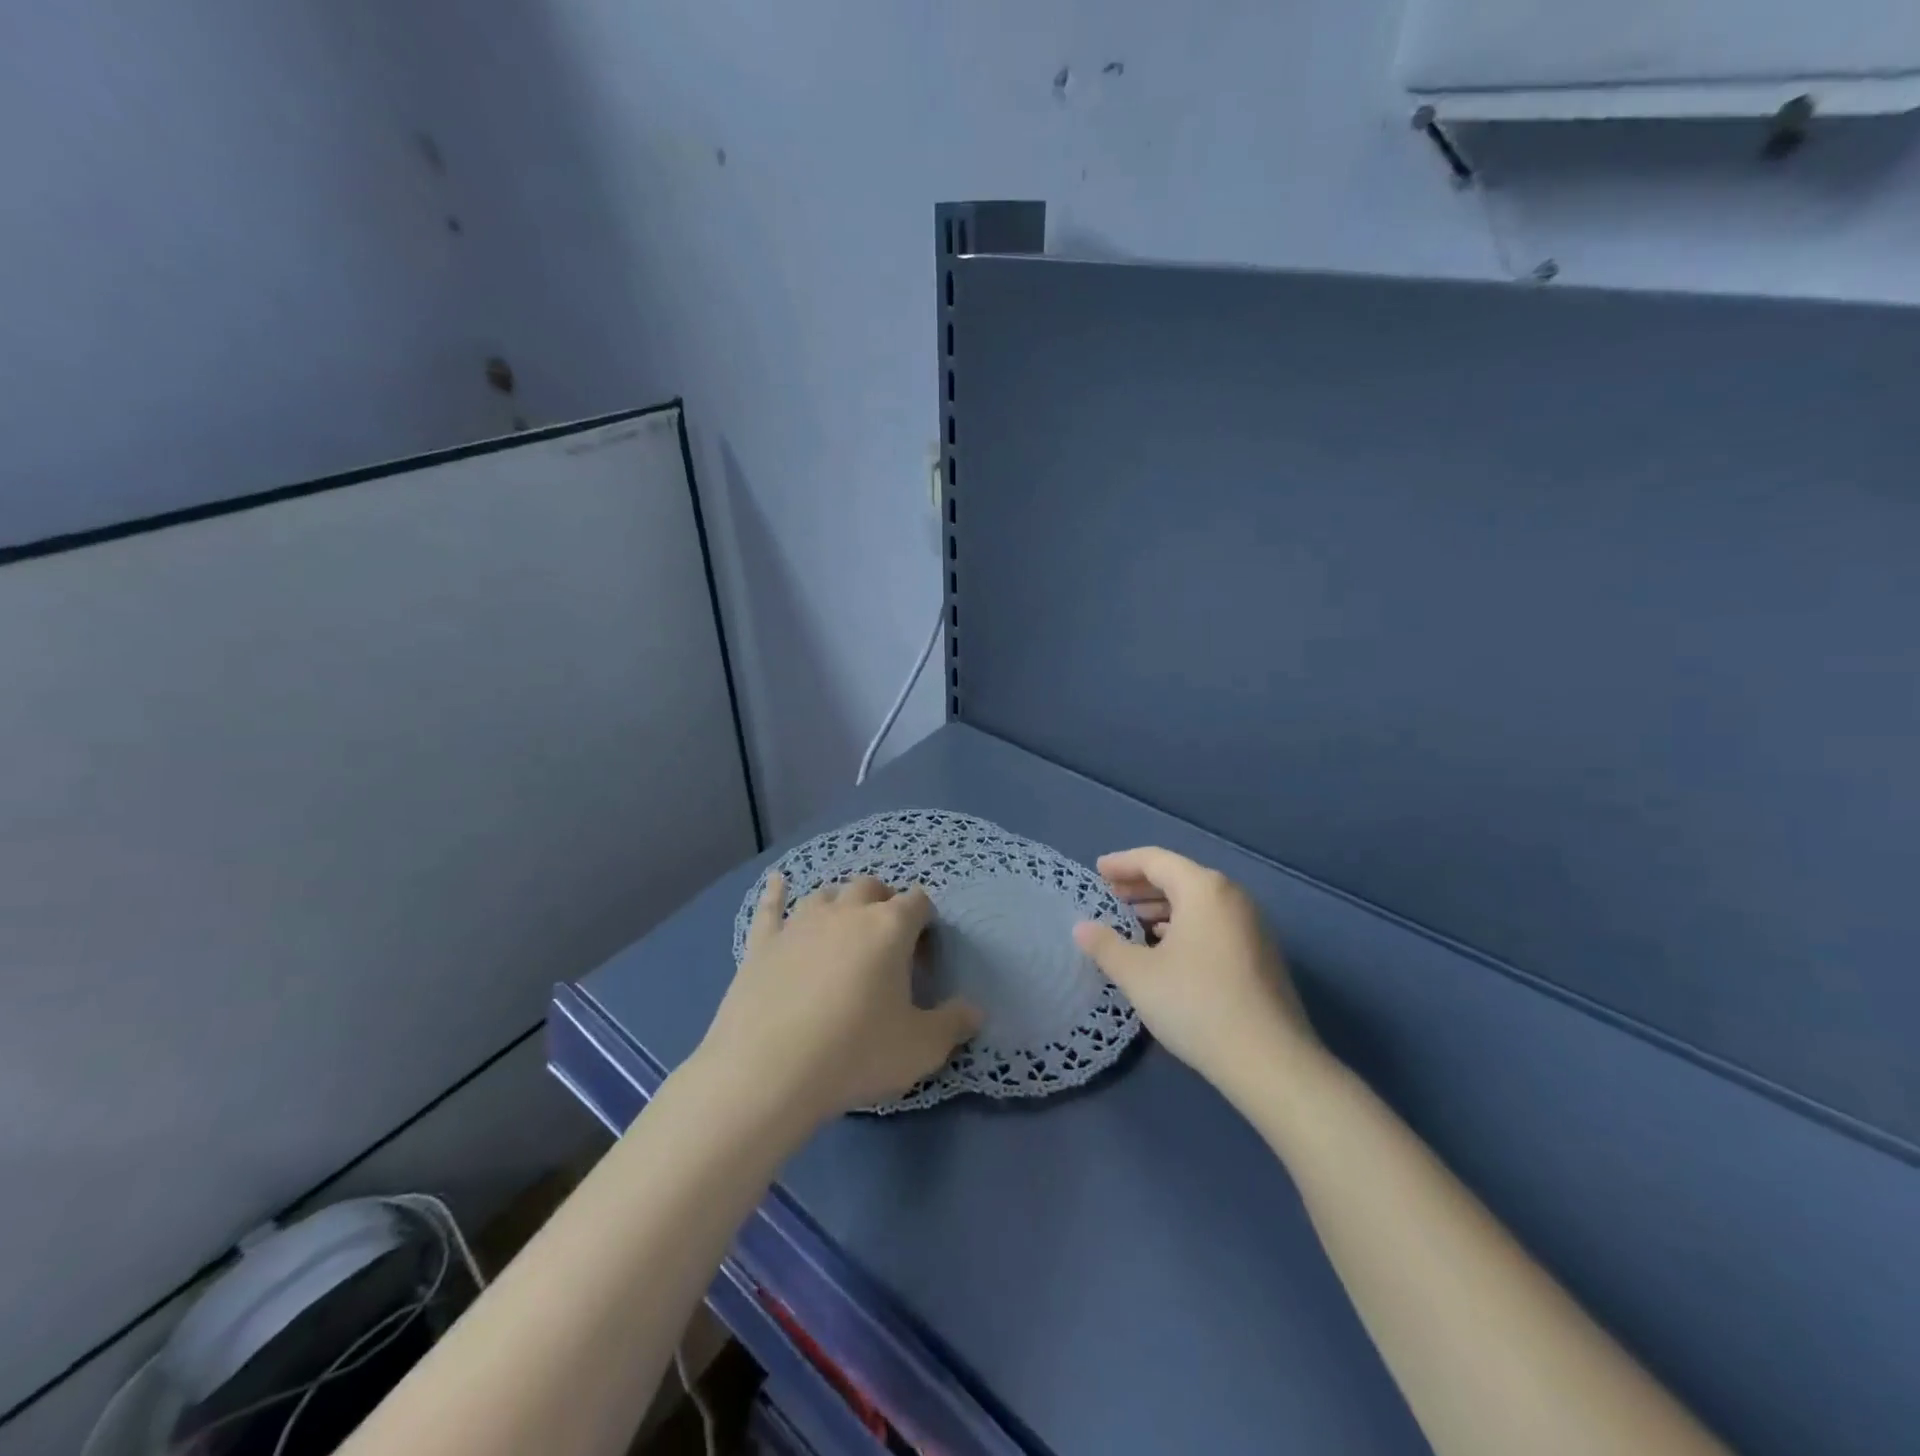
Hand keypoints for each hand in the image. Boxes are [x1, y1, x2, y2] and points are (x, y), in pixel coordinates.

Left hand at [696, 874, 981, 1129]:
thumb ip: (954, 1024)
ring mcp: (800, 923)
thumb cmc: (855, 1053)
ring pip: (826, 893)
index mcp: (889, 927)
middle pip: (871, 888)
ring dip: (841, 902)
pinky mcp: (763, 943)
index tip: (925, 953)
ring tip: (845, 923)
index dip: (926, 922)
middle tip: (887, 938)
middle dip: (884, 902)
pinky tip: (777, 882)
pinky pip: (770, 907)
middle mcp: (846, 912)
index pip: (918, 902)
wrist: (768, 1071)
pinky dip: (776, 892)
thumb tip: (976, 1011)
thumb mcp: (920, 1048)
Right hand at [1073, 847, 1319, 1100]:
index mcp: (1203, 889)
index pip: (1155, 860)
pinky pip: (1214, 923)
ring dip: (1163, 907)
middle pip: (1180, 878)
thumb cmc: (1196, 1004)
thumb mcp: (1138, 975)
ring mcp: (1252, 926)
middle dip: (1142, 885)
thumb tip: (1081, 928)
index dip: (1122, 863)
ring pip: (1198, 903)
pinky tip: (1167, 949)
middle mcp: (1232, 897)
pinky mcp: (1261, 954)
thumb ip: (1106, 946)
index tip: (1098, 870)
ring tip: (1133, 922)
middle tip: (1111, 895)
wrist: (1270, 1061)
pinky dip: (1185, 925)